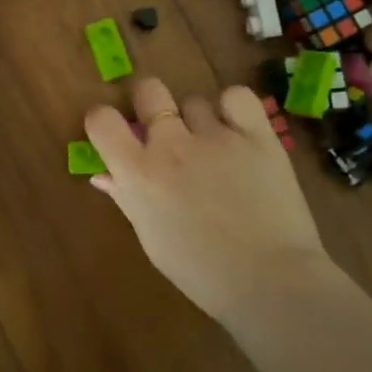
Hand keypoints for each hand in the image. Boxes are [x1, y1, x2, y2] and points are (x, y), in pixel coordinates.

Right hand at [85, 78, 331, 322]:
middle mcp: (171, 144)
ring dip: (197, 120)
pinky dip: (234, 108)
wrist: (269, 281)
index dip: (104, 120)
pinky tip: (238, 129)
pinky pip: (237, 97)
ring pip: (194, 101)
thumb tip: (103, 175)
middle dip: (150, 103)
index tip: (116, 132)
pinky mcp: (257, 135)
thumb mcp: (151, 238)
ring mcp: (216, 136)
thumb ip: (126, 198)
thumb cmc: (200, 271)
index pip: (102, 119)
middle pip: (149, 90)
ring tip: (213, 148)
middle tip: (163, 129)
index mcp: (138, 173)